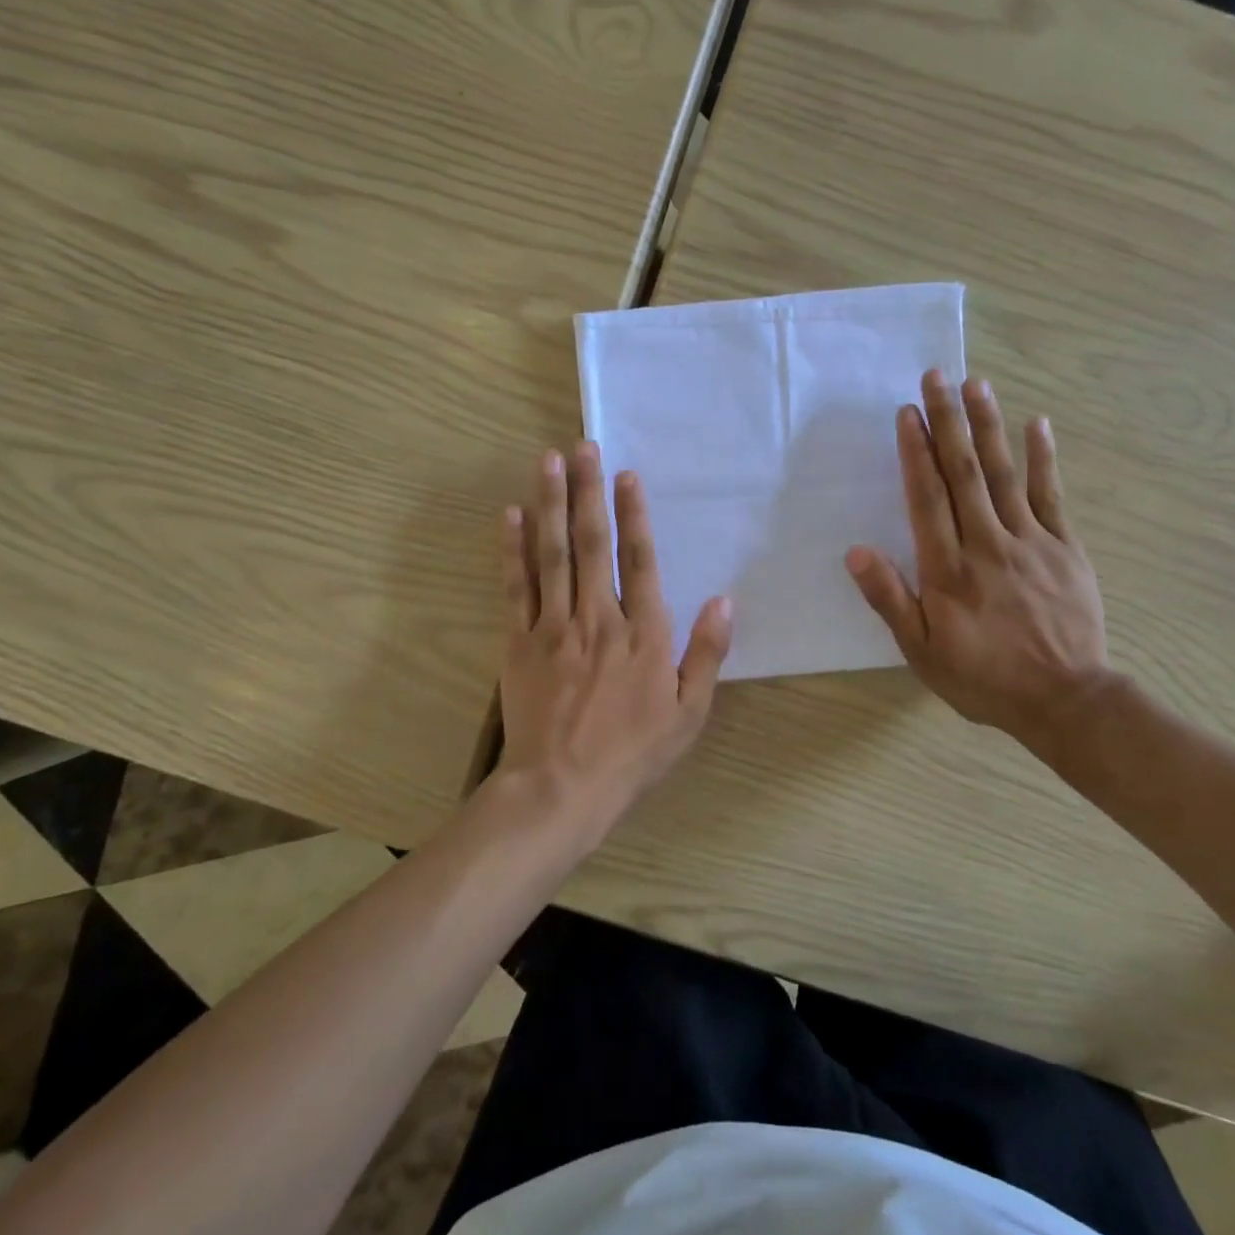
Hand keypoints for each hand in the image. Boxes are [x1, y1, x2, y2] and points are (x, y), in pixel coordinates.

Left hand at [497, 442, 732, 834]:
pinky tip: (509, 515)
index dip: (633, 514)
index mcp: (644, 633)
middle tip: (580, 445)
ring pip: (553, 554)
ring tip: (546, 461)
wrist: (561, 788)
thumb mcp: (689, 713)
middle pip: (592, 543)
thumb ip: (707, 654)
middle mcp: (599, 617)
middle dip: (586, 490)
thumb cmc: (633, 754)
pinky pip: (515, 587)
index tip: (625, 474)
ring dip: (550, 504)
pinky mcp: (519, 642)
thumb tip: (725, 600)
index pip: (640, 560)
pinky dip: (511, 550)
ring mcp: (554, 627)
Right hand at [845, 371, 1112, 758]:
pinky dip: (1044, 459)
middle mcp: (987, 544)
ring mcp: (1030, 542)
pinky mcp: (1065, 548)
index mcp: (948, 569)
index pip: (927, 498)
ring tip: (976, 384)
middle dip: (948, 422)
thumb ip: (890, 599)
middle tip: (938, 376)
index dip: (915, 453)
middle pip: (965, 473)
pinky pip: (1052, 496)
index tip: (907, 413)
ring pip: (1005, 474)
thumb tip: (855, 551)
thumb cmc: (983, 678)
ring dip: (989, 426)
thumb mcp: (922, 651)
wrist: (1065, 700)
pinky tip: (1038, 424)